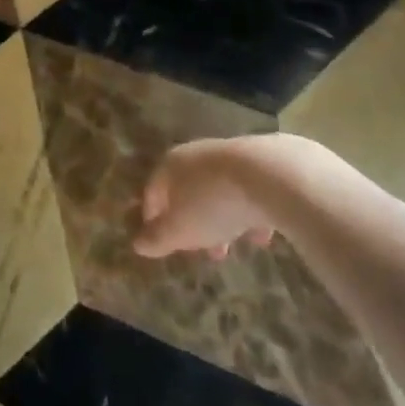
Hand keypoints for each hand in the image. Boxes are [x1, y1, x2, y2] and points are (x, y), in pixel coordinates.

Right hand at [134, 137, 278, 259]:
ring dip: (219, 220)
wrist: (268, 175)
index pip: (153, 191)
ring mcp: (227, 157)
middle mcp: (195, 156)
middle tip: (196, 250)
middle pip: (185, 191)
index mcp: (170, 166)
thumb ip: (158, 238)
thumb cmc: (212, 203)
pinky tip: (259, 236)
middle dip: (190, 222)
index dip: (152, 218)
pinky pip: (246, 193)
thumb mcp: (181, 229)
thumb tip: (137, 244)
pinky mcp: (258, 165)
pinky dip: (247, 214)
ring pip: (216, 192)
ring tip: (229, 249)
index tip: (157, 241)